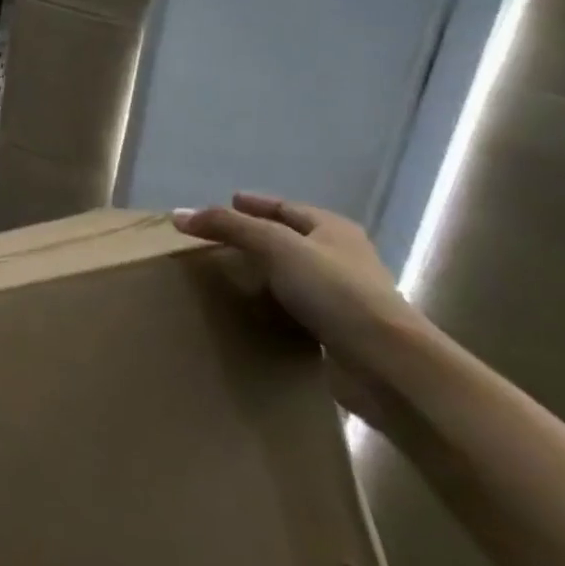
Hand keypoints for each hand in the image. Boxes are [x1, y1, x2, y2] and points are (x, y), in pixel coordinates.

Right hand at [173, 193, 430, 428]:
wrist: (386, 362)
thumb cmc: (334, 291)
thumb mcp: (276, 246)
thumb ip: (229, 227)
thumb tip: (178, 214)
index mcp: (333, 229)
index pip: (285, 207)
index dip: (255, 204)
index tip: (227, 202)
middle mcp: (341, 257)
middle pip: (289, 239)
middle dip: (256, 236)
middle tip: (217, 239)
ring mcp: (342, 296)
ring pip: (292, 274)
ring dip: (263, 272)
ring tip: (226, 274)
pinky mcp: (337, 330)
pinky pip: (294, 307)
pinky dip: (271, 304)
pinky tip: (250, 310)